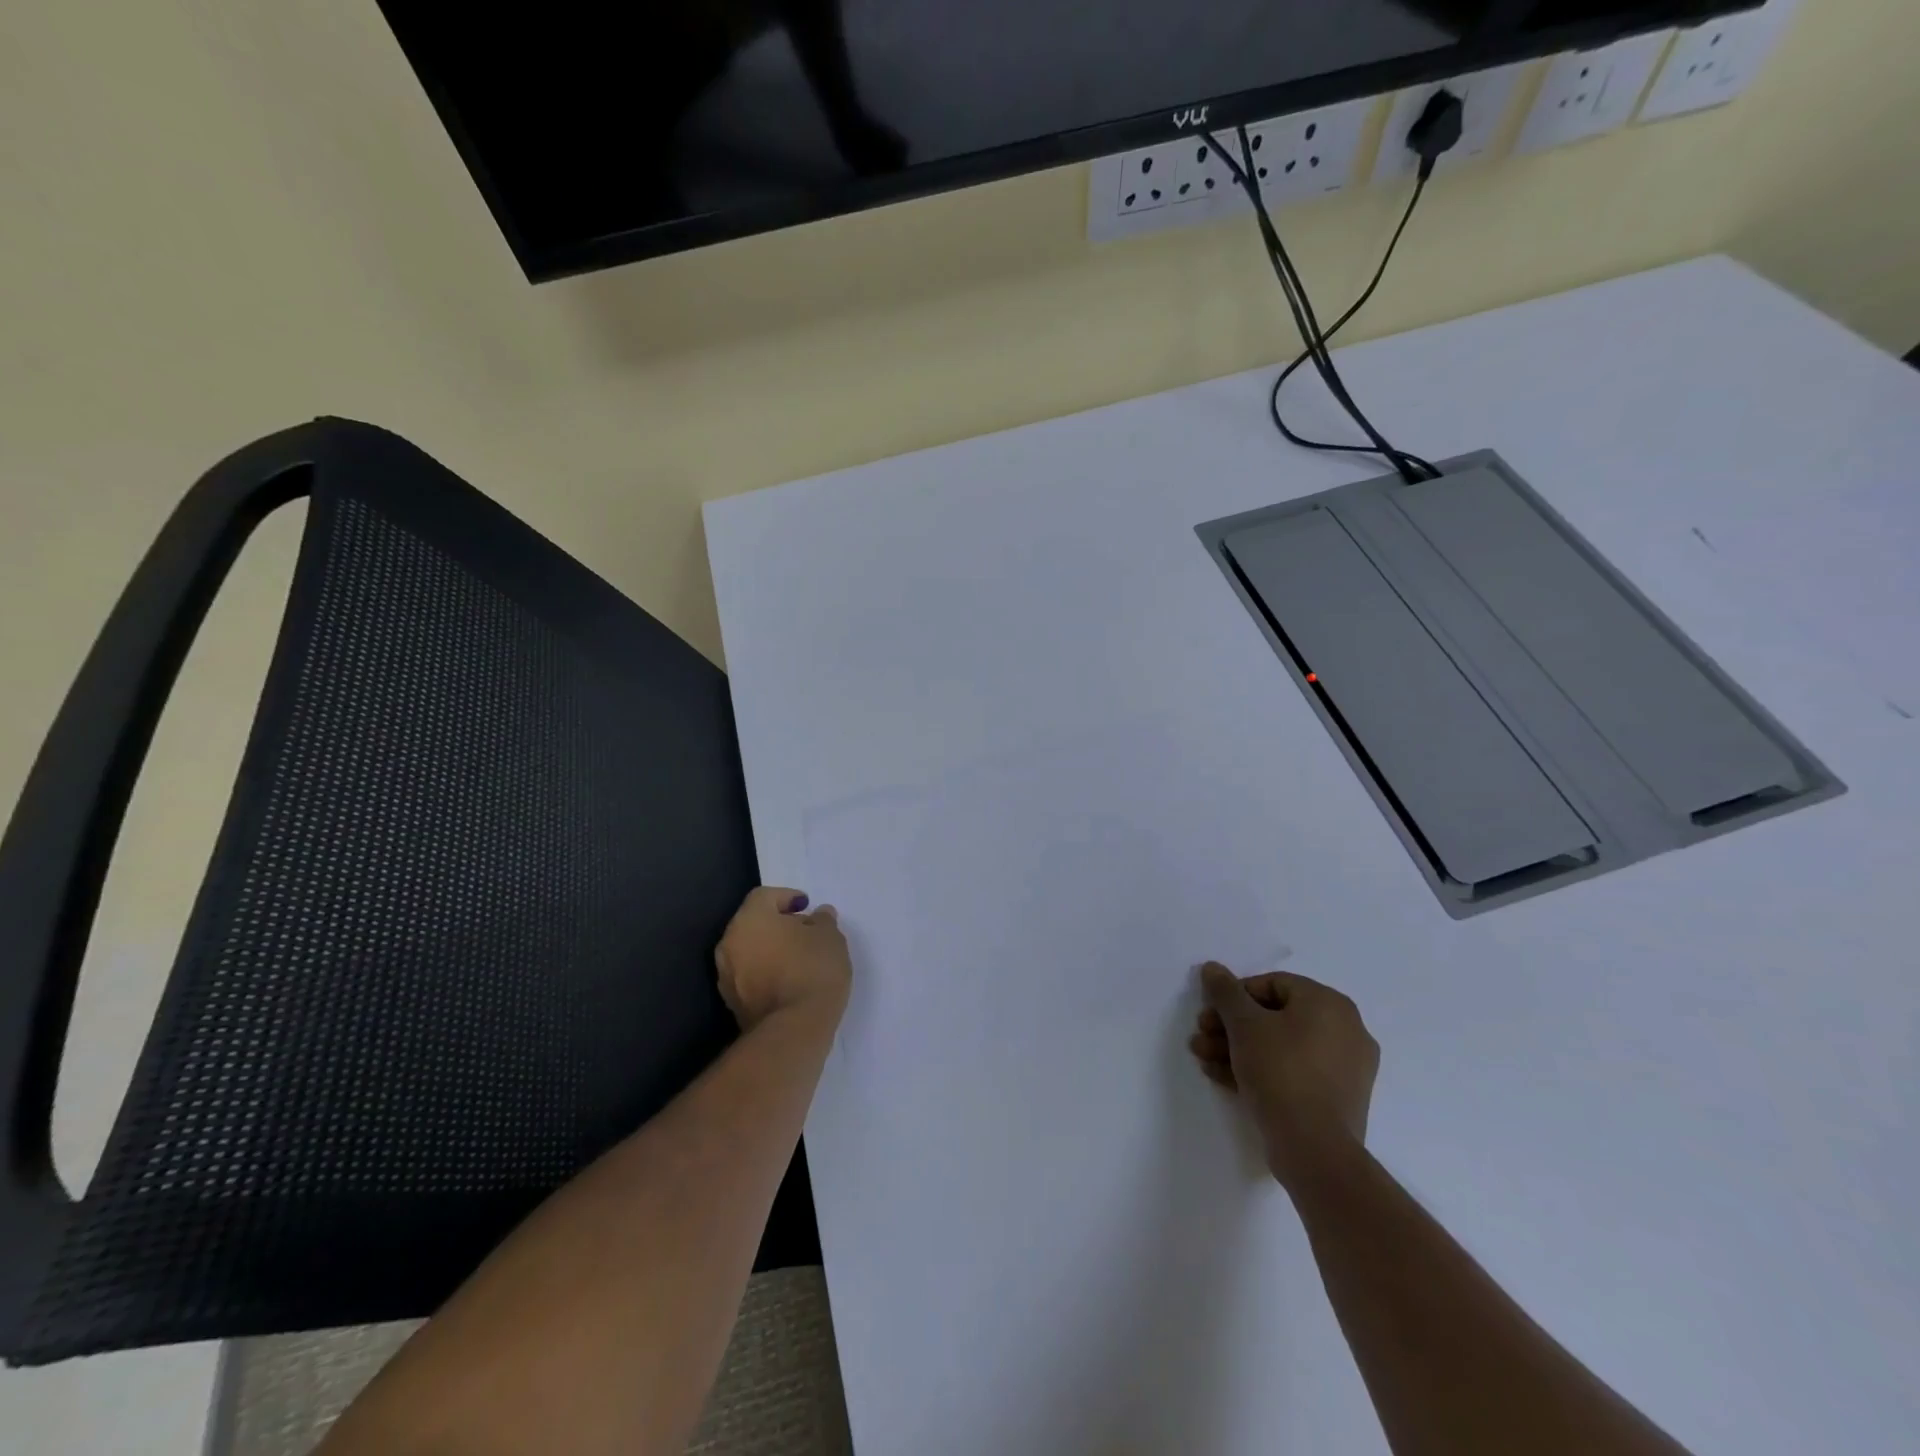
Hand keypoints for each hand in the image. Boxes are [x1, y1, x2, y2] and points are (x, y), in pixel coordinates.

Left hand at [714, 887, 851, 1031]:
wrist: (793, 1029)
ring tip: (798, 957)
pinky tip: (789, 980)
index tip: (806, 906)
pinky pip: (749, 976)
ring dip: (770, 949)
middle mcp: (730, 943)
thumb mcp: (830, 937)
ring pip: (749, 951)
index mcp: (749, 919)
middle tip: (804, 931)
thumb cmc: (812, 970)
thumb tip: (817, 915)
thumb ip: (822, 920)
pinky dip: (765, 972)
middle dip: (777, 924)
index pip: (764, 896)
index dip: (787, 897)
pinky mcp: (732, 1003)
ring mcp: (727, 976)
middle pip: (753, 923)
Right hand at [1189, 963, 1378, 1190]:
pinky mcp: (1337, 1098)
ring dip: (1238, 1048)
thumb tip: (1212, 968)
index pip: (1272, 984)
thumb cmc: (1280, 1070)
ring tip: (1204, 1059)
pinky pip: (1293, 1071)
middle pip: (1274, 1017)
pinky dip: (1261, 1070)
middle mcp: (1345, 1029)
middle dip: (1231, 1026)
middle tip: (1202, 1035)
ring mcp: (1345, 1067)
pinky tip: (1224, 1077)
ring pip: (1280, 1046)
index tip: (1210, 1014)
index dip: (1234, 996)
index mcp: (1329, 1004)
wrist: (1314, 1148)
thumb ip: (1225, 992)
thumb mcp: (1244, 1024)